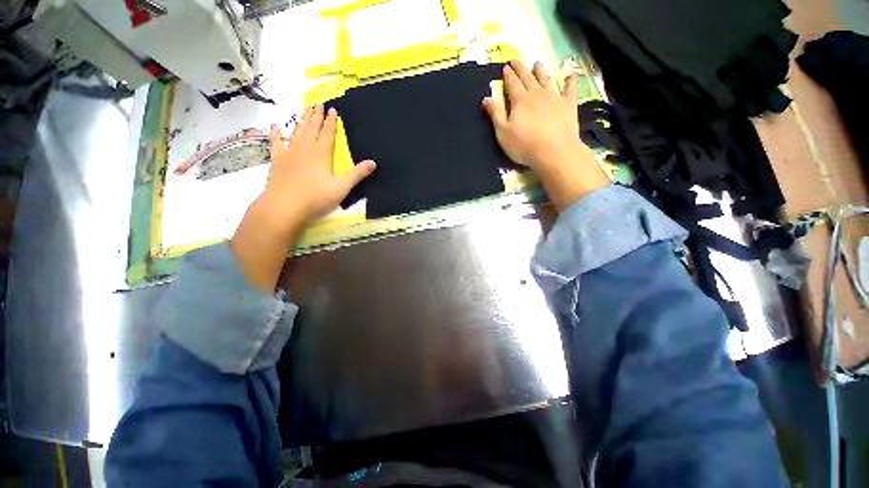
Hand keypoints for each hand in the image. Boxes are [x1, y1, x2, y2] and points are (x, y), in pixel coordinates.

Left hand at [231, 105, 374, 291]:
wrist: (285, 205)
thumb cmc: (316, 197)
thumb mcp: (342, 187)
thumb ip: (357, 174)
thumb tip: (373, 162)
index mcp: (322, 153)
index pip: (328, 133)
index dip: (331, 121)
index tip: (332, 109)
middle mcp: (305, 148)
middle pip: (312, 128)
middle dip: (316, 116)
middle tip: (318, 104)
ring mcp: (289, 153)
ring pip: (297, 132)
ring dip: (302, 120)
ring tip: (305, 110)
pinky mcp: (277, 160)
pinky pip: (276, 143)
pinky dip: (276, 133)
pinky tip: (275, 126)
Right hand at [482, 60, 609, 209]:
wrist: (554, 152)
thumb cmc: (524, 145)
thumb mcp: (503, 133)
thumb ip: (495, 114)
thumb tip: (486, 98)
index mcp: (520, 101)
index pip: (512, 84)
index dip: (508, 75)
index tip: (505, 67)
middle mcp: (537, 94)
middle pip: (527, 77)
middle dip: (521, 68)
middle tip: (516, 60)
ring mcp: (554, 97)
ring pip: (546, 79)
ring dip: (541, 70)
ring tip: (537, 63)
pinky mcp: (569, 105)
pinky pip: (570, 88)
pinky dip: (571, 80)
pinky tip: (572, 73)